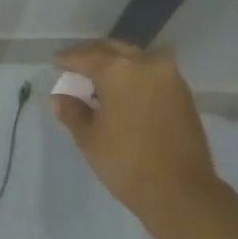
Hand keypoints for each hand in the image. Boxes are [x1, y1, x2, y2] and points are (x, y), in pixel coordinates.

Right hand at [51, 39, 222, 232]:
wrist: (180, 189)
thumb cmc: (125, 161)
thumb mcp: (89, 137)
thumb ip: (72, 111)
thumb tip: (61, 97)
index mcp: (118, 69)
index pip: (86, 56)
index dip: (67, 59)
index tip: (55, 62)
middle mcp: (146, 63)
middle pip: (113, 49)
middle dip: (92, 54)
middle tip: (74, 65)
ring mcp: (169, 76)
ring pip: (135, 58)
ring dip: (115, 63)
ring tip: (97, 79)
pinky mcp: (182, 92)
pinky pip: (150, 72)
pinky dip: (133, 75)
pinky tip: (121, 90)